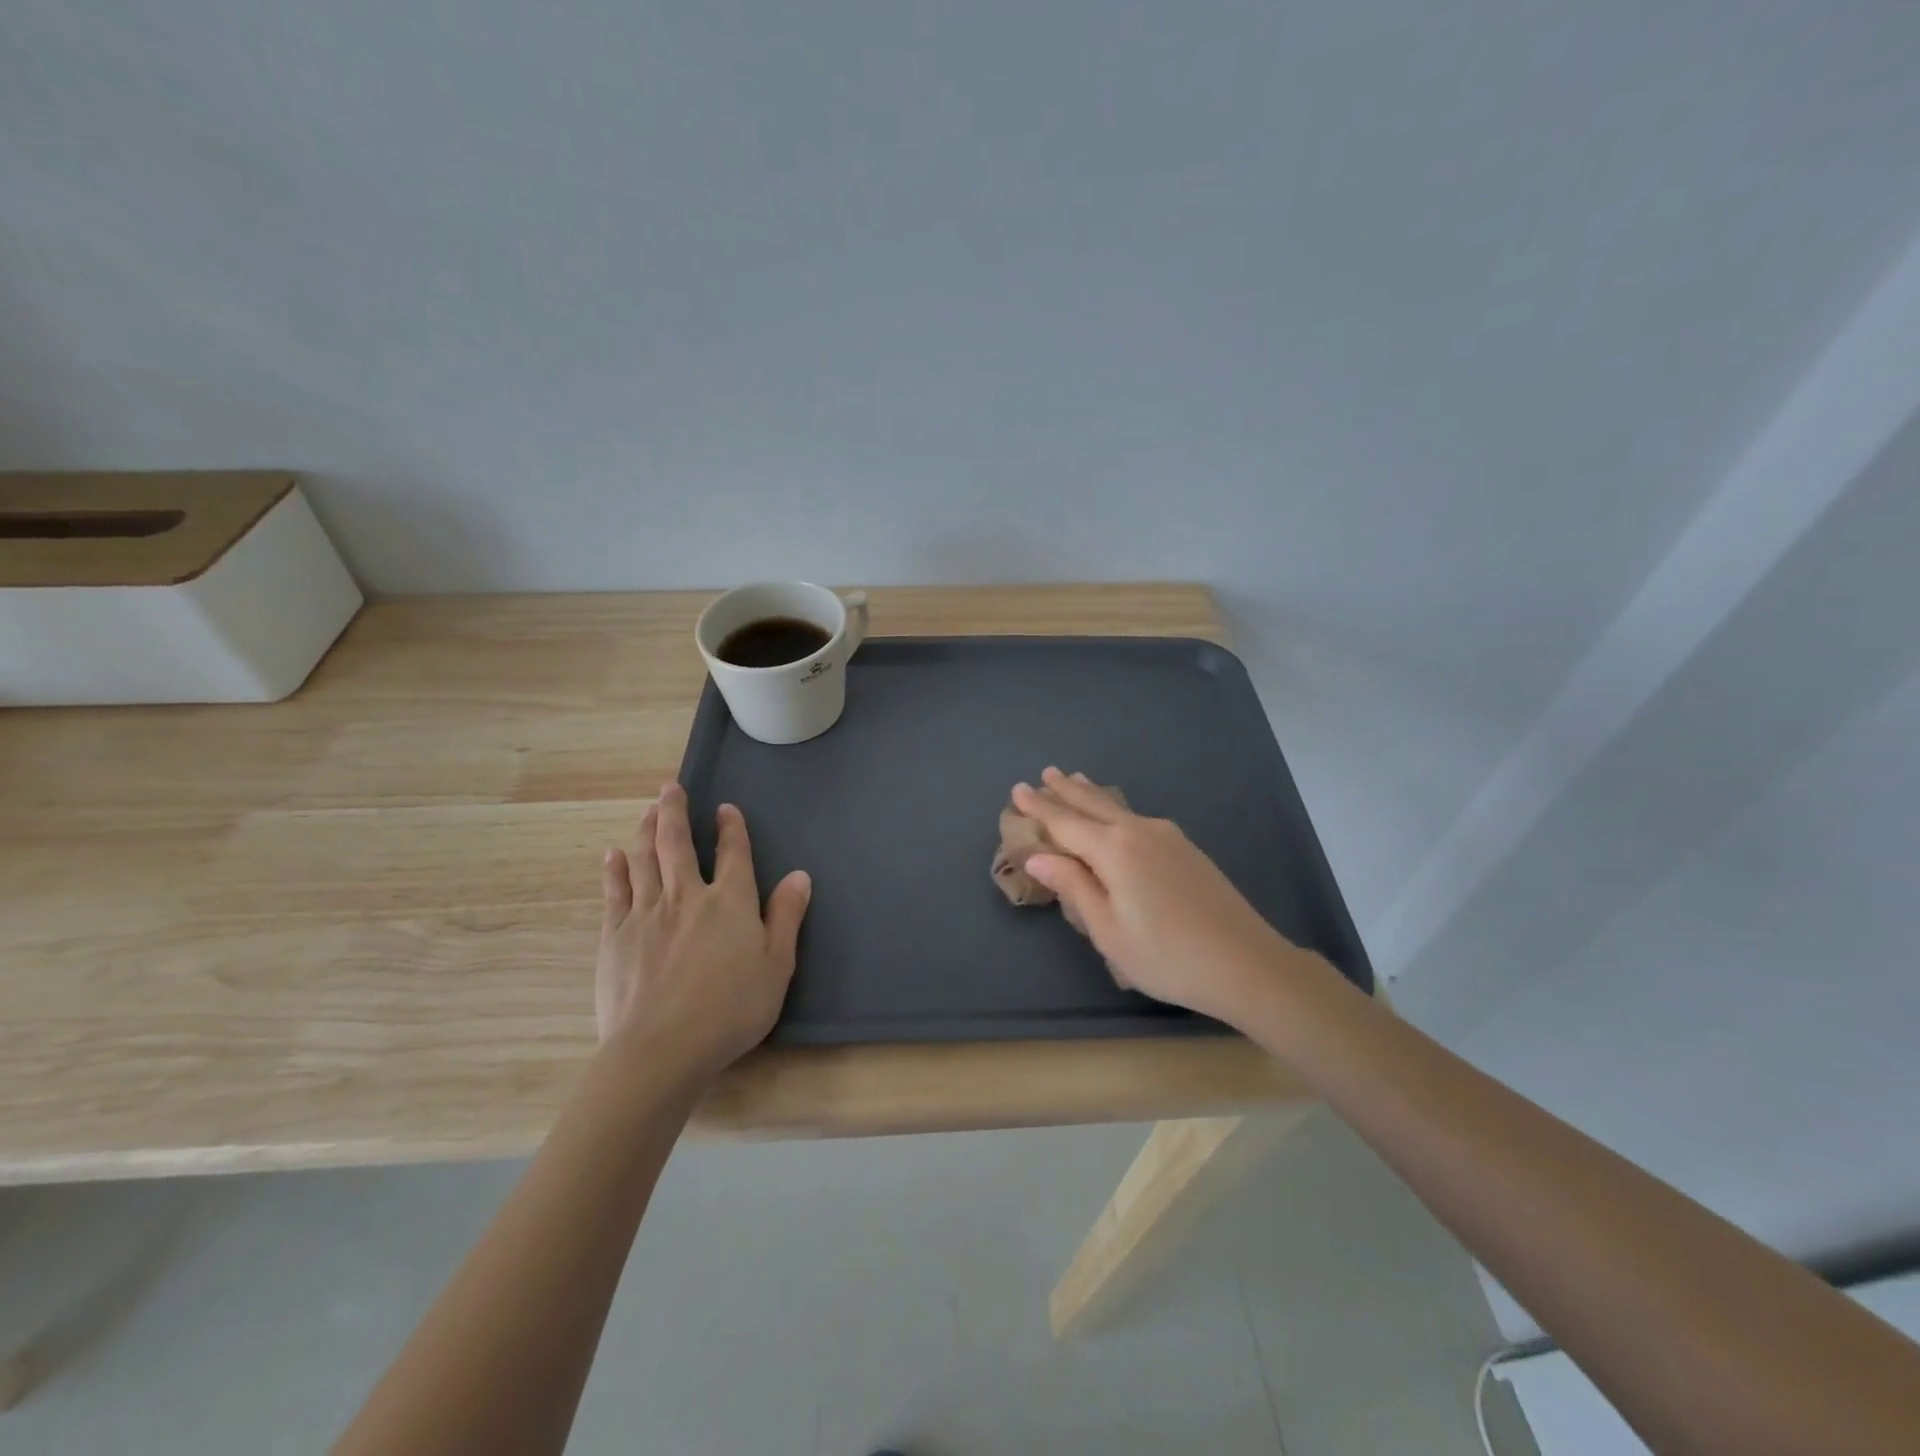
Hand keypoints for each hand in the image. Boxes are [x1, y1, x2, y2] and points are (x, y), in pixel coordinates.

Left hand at [596, 783, 811, 1079]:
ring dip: (646, 830)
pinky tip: (614, 855)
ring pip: (644, 859)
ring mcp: (646, 913)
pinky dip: (615, 869)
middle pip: (677, 843)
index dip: (730, 828)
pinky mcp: (615, 936)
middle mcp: (686, 896)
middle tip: (670, 787)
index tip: (725, 808)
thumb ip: (787, 916)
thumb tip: (800, 875)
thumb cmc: (730, 1009)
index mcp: (730, 902)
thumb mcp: (776, 965)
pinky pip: (615, 892)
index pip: (732, 853)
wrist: (661, 1048)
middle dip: (675, 811)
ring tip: (647, 810)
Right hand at [1011, 767, 1306, 1026]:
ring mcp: (1167, 836)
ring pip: (1118, 807)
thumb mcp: (1108, 930)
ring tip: (1074, 779)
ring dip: (1092, 794)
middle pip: (1093, 804)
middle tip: (1045, 773)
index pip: (1065, 823)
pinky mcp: (1186, 848)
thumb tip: (1039, 857)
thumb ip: (1074, 887)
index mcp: (1114, 850)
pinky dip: (1115, 809)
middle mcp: (1139, 831)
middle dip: (1065, 791)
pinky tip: (1116, 814)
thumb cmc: (1166, 956)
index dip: (1039, 807)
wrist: (1247, 963)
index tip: (1017, 790)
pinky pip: (1137, 818)